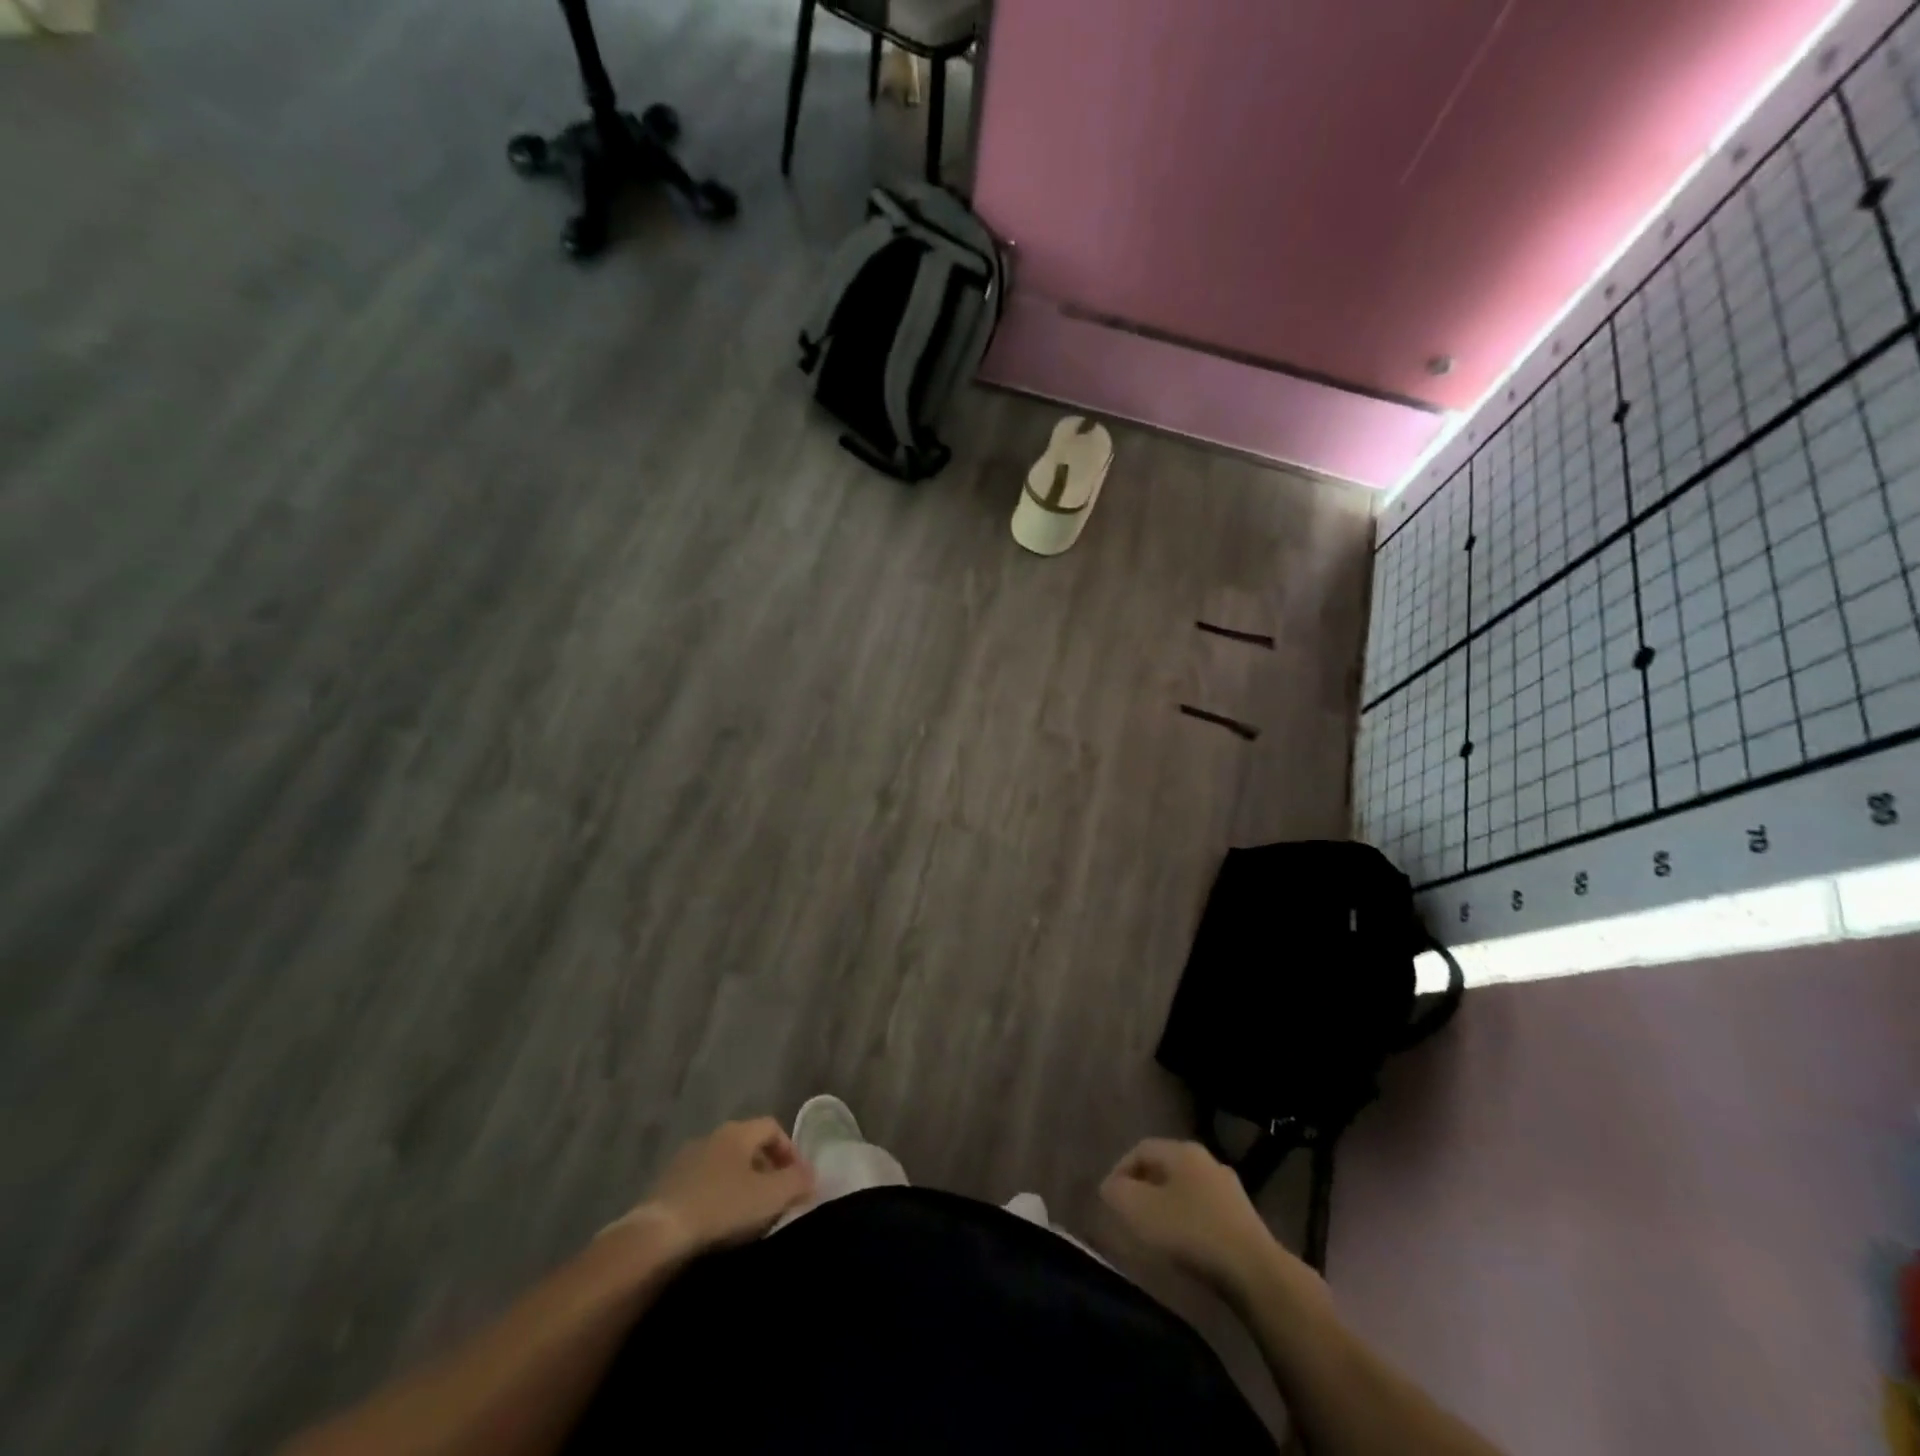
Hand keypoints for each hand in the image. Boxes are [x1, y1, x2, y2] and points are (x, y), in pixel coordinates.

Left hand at [610, 1118, 815, 1260]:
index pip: (772, 1127)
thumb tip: (812, 1175)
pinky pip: (701, 1187)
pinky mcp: (664, 1189)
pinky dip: (715, 1200)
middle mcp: (710, 1137)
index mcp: (737, 1132)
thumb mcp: (770, 1196)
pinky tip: (718, 1227)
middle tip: (776, 1200)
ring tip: (748, 1218)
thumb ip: (797, 1182)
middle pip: (747, 1146)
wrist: (658, 1238)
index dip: (789, 1151)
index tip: (798, 1181)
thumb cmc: (722, 1208)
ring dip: (739, 1186)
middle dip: (765, 1170)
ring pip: (723, 1167)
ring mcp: (684, 1162)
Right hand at [1100, 1138, 1286, 1297]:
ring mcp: (1229, 1188)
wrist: (1254, 1272)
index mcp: (1182, 1151)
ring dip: (1166, 1205)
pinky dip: (1188, 1222)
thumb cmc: (1190, 1232)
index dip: (1120, 1170)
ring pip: (1185, 1189)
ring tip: (1155, 1233)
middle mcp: (1206, 1160)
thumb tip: (1110, 1187)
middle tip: (1129, 1213)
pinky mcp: (1243, 1218)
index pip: (1140, 1149)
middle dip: (1143, 1187)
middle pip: (1164, 1167)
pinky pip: (1204, 1211)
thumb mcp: (1140, 1210)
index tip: (1109, 1199)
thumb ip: (1117, 1193)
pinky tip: (1185, 1246)